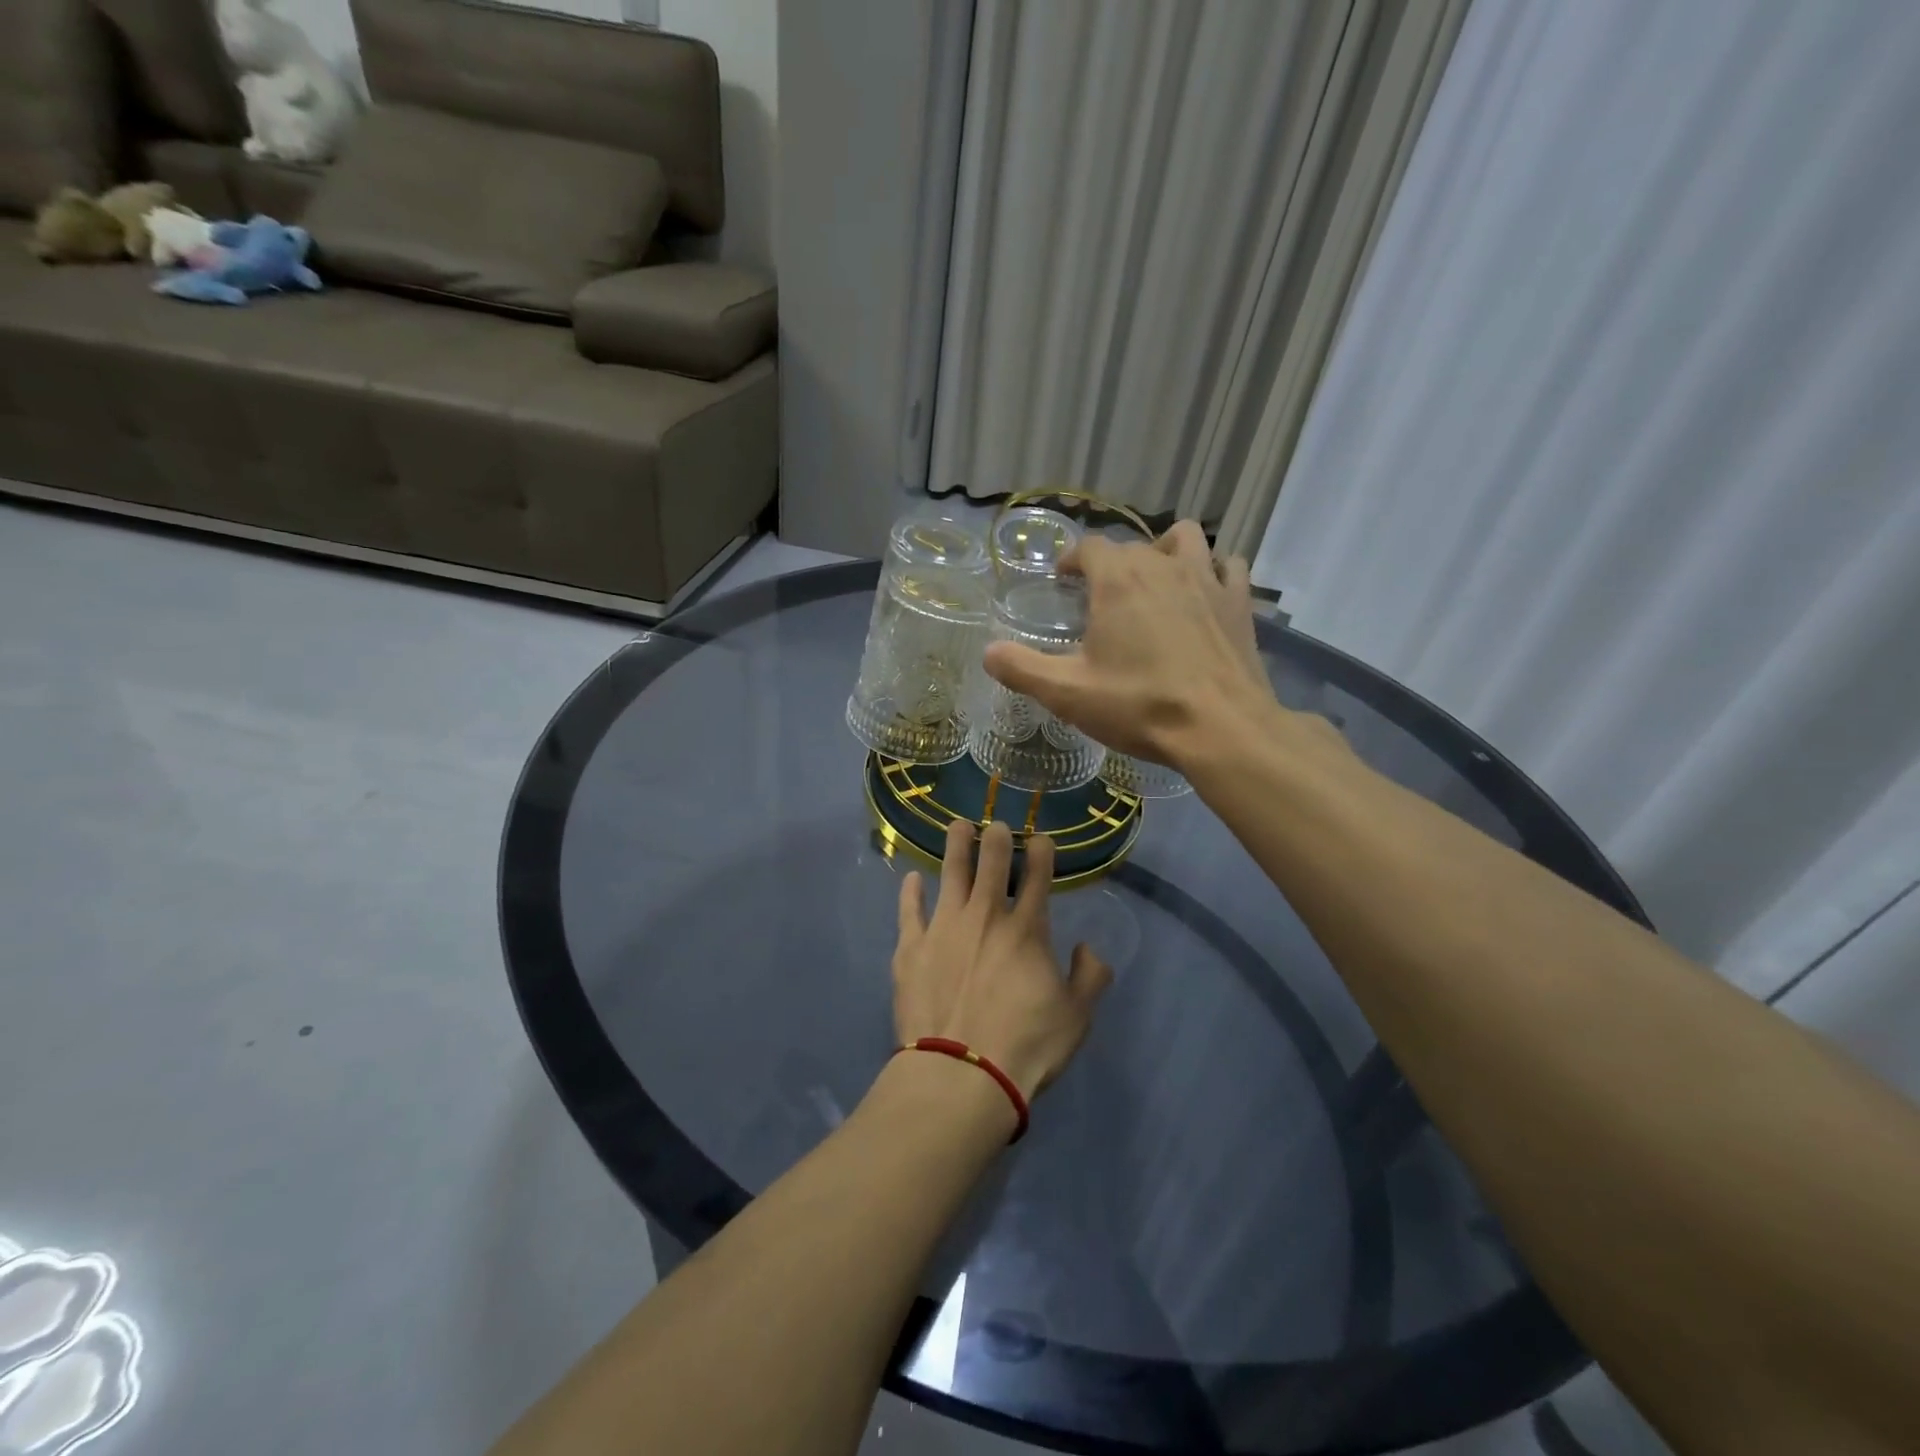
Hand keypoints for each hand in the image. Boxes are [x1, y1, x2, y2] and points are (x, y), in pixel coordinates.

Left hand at [892, 820, 1110, 1099]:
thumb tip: (1087, 949)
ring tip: (957, 826)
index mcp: (1027, 929)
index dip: (1040, 852)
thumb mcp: (1077, 1017)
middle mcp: (985, 916)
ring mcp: (944, 927)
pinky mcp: (911, 948)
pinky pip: (910, 911)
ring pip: (950, 874)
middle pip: (991, 864)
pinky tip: (912, 879)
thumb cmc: (1026, 1045)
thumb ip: (1090, 977)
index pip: (1037, 876)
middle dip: (996, 838)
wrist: (962, 1073)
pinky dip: (911, 893)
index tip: (1040, 838)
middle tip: (995, 824)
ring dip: (956, 846)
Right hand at [982, 519, 1274, 768]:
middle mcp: (1162, 565)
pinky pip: (1228, 567)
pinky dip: (1214, 571)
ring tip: (1156, 580)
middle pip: (1132, 546)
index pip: (1090, 547)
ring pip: (1185, 539)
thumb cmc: (1139, 705)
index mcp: (1118, 580)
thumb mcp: (1067, 694)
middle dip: (1112, 564)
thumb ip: (1022, 668)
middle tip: (1100, 597)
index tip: (1064, 578)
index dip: (1073, 559)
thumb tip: (988, 652)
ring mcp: (1207, 579)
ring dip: (1166, 551)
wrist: (1221, 728)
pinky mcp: (1240, 603)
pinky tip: (1206, 594)